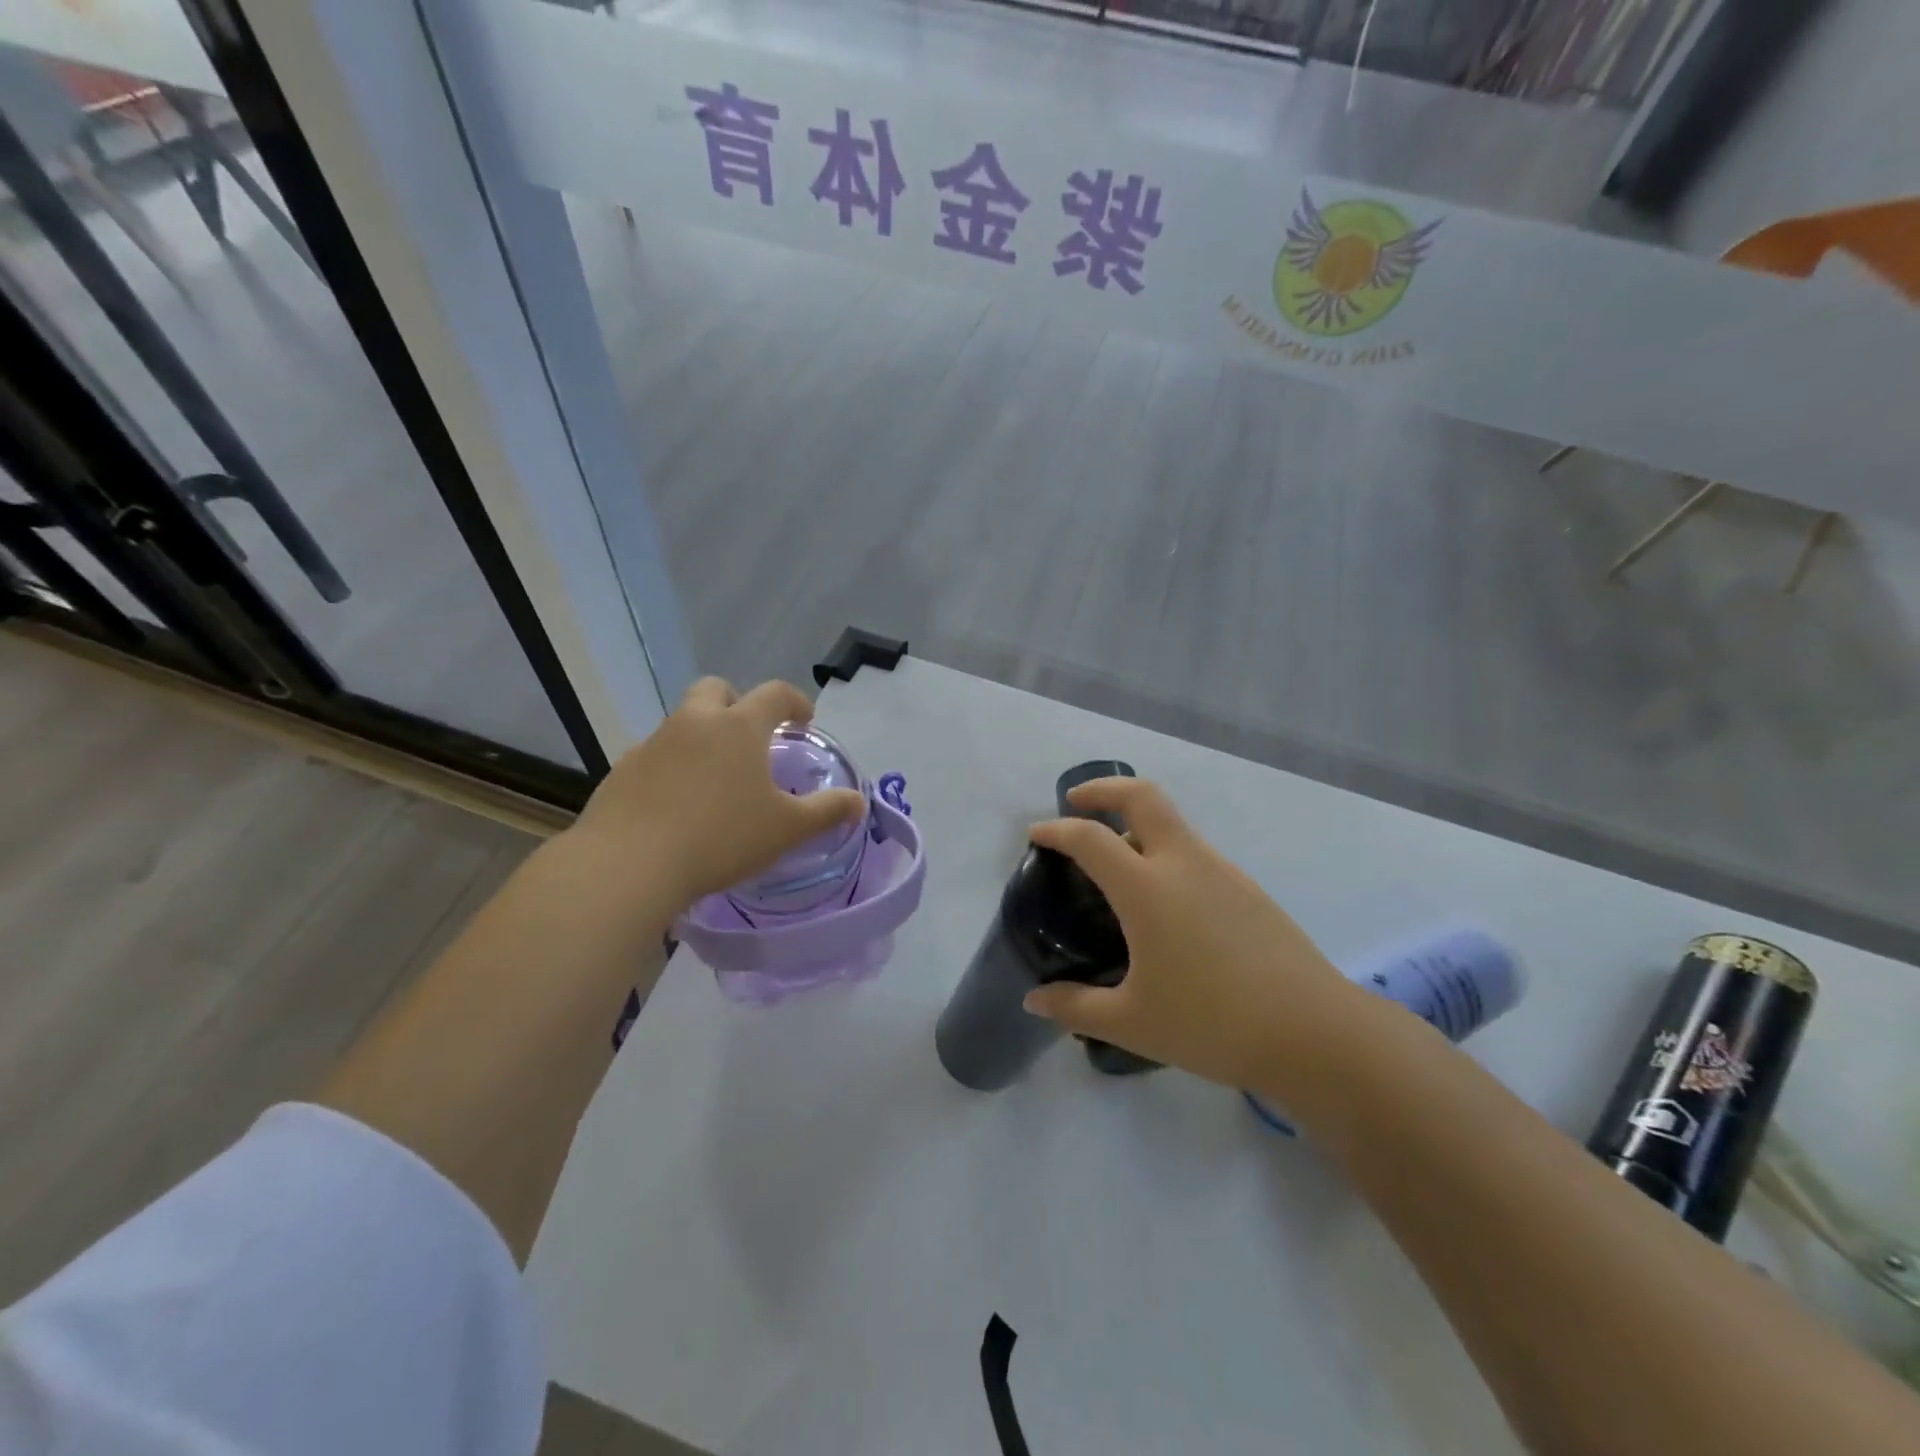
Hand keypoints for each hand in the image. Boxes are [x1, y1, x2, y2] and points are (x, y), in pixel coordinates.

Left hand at [567, 678, 865, 912]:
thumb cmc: (721, 838)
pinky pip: (656, 757)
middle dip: (737, 703)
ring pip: (683, 723)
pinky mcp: (622, 771)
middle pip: (716, 690)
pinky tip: (679, 807)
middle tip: (752, 738)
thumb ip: (827, 811)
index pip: (774, 694)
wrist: (629, 865)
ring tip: (717, 781)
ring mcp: (653, 744)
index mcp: (738, 726)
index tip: (804, 720)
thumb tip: (858, 802)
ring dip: (703, 737)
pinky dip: (673, 769)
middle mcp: (693, 722)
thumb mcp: (787, 829)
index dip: (795, 702)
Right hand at [1022, 778, 1364, 1096]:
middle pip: (1141, 796)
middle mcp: (1184, 863)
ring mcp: (1222, 871)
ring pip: (1172, 823)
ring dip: (1137, 824)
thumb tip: (1034, 1001)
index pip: (1090, 838)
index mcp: (1147, 888)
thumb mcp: (1132, 1023)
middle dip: (1103, 789)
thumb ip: (1075, 1007)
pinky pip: (1195, 852)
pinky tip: (1164, 903)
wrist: (1314, 1033)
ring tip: (1116, 865)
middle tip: (1077, 803)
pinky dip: (1166, 854)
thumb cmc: (1212, 1024)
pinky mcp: (1248, 888)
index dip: (1057, 829)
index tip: (1036, 834)